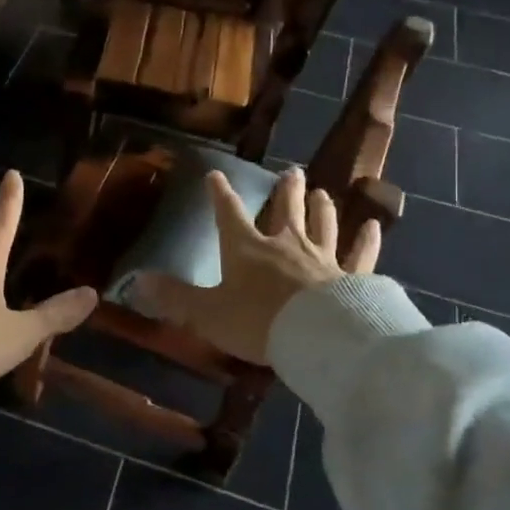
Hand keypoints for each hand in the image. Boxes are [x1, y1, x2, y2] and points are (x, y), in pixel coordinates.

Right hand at [132, 168, 379, 365]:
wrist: (316, 337)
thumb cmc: (256, 321)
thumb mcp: (206, 312)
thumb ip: (173, 297)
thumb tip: (136, 282)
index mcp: (246, 249)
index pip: (229, 214)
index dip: (220, 194)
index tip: (215, 175)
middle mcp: (285, 244)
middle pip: (286, 210)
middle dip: (286, 191)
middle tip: (292, 171)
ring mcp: (322, 259)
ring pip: (322, 225)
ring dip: (320, 208)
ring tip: (322, 191)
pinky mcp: (352, 278)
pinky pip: (360, 255)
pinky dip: (366, 240)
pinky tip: (373, 225)